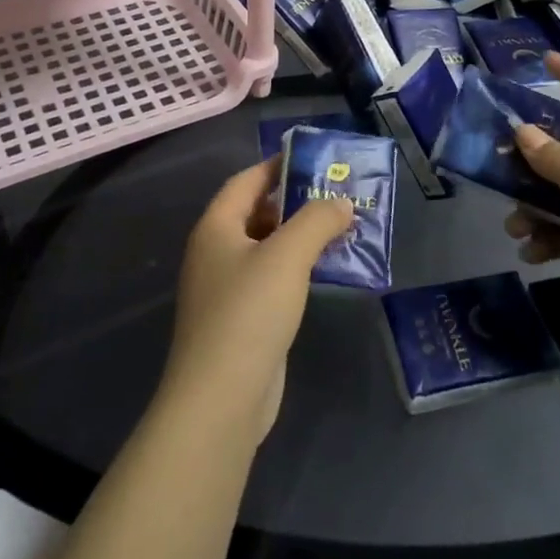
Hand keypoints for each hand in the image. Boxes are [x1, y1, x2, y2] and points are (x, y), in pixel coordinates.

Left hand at [162, 159, 352, 441]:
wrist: (221, 399)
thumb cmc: (249, 313)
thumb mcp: (287, 256)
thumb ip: (317, 220)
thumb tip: (340, 202)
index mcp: (216, 228)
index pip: (247, 181)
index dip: (278, 166)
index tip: (315, 159)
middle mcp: (216, 252)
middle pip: (257, 212)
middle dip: (297, 201)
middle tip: (338, 193)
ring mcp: (227, 288)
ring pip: (268, 248)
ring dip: (302, 236)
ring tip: (343, 227)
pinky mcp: (243, 319)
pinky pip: (273, 279)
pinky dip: (298, 268)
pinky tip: (328, 269)